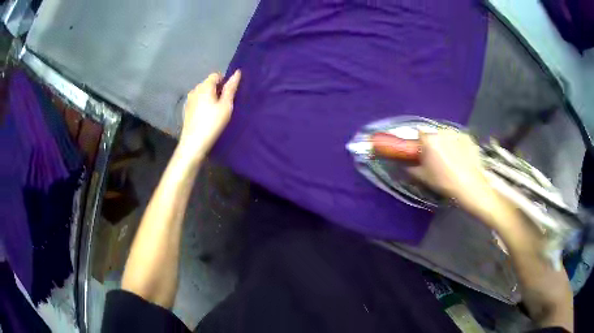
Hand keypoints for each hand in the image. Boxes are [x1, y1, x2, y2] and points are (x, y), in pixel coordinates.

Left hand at [178, 70, 240, 158]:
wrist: (193, 143)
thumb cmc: (212, 123)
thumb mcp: (225, 106)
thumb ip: (231, 88)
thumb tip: (237, 72)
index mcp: (204, 86)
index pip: (216, 75)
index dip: (224, 81)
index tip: (229, 95)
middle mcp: (195, 90)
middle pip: (208, 83)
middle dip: (217, 89)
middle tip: (224, 104)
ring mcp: (189, 100)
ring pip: (202, 93)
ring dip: (210, 97)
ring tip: (216, 111)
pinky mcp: (186, 110)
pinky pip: (197, 101)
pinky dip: (203, 104)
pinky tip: (206, 117)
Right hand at [407, 129, 494, 215]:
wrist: (470, 187)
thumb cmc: (444, 182)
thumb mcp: (422, 177)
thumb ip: (409, 167)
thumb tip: (404, 163)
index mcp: (429, 139)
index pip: (418, 135)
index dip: (419, 145)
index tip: (421, 155)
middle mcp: (441, 131)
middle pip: (433, 135)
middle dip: (433, 144)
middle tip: (436, 159)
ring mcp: (456, 132)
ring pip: (446, 136)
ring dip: (445, 143)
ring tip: (451, 159)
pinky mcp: (468, 137)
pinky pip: (458, 138)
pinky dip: (457, 145)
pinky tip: (461, 158)